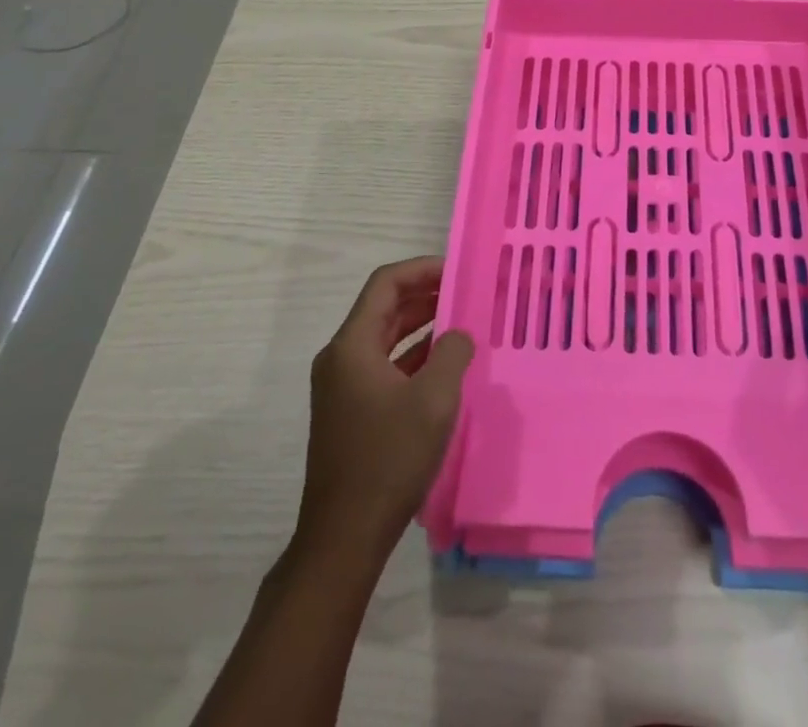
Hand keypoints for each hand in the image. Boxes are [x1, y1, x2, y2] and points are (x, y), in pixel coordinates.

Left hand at [297, 256, 474, 556]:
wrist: (344, 538)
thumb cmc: (389, 459)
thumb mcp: (434, 400)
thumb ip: (451, 353)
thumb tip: (458, 334)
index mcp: (352, 346)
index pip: (386, 284)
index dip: (422, 269)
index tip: (458, 270)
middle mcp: (341, 358)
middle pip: (384, 308)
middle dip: (425, 295)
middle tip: (466, 292)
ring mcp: (342, 387)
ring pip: (385, 338)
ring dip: (421, 326)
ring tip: (462, 322)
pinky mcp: (350, 412)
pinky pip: (384, 366)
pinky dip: (413, 356)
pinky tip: (443, 364)